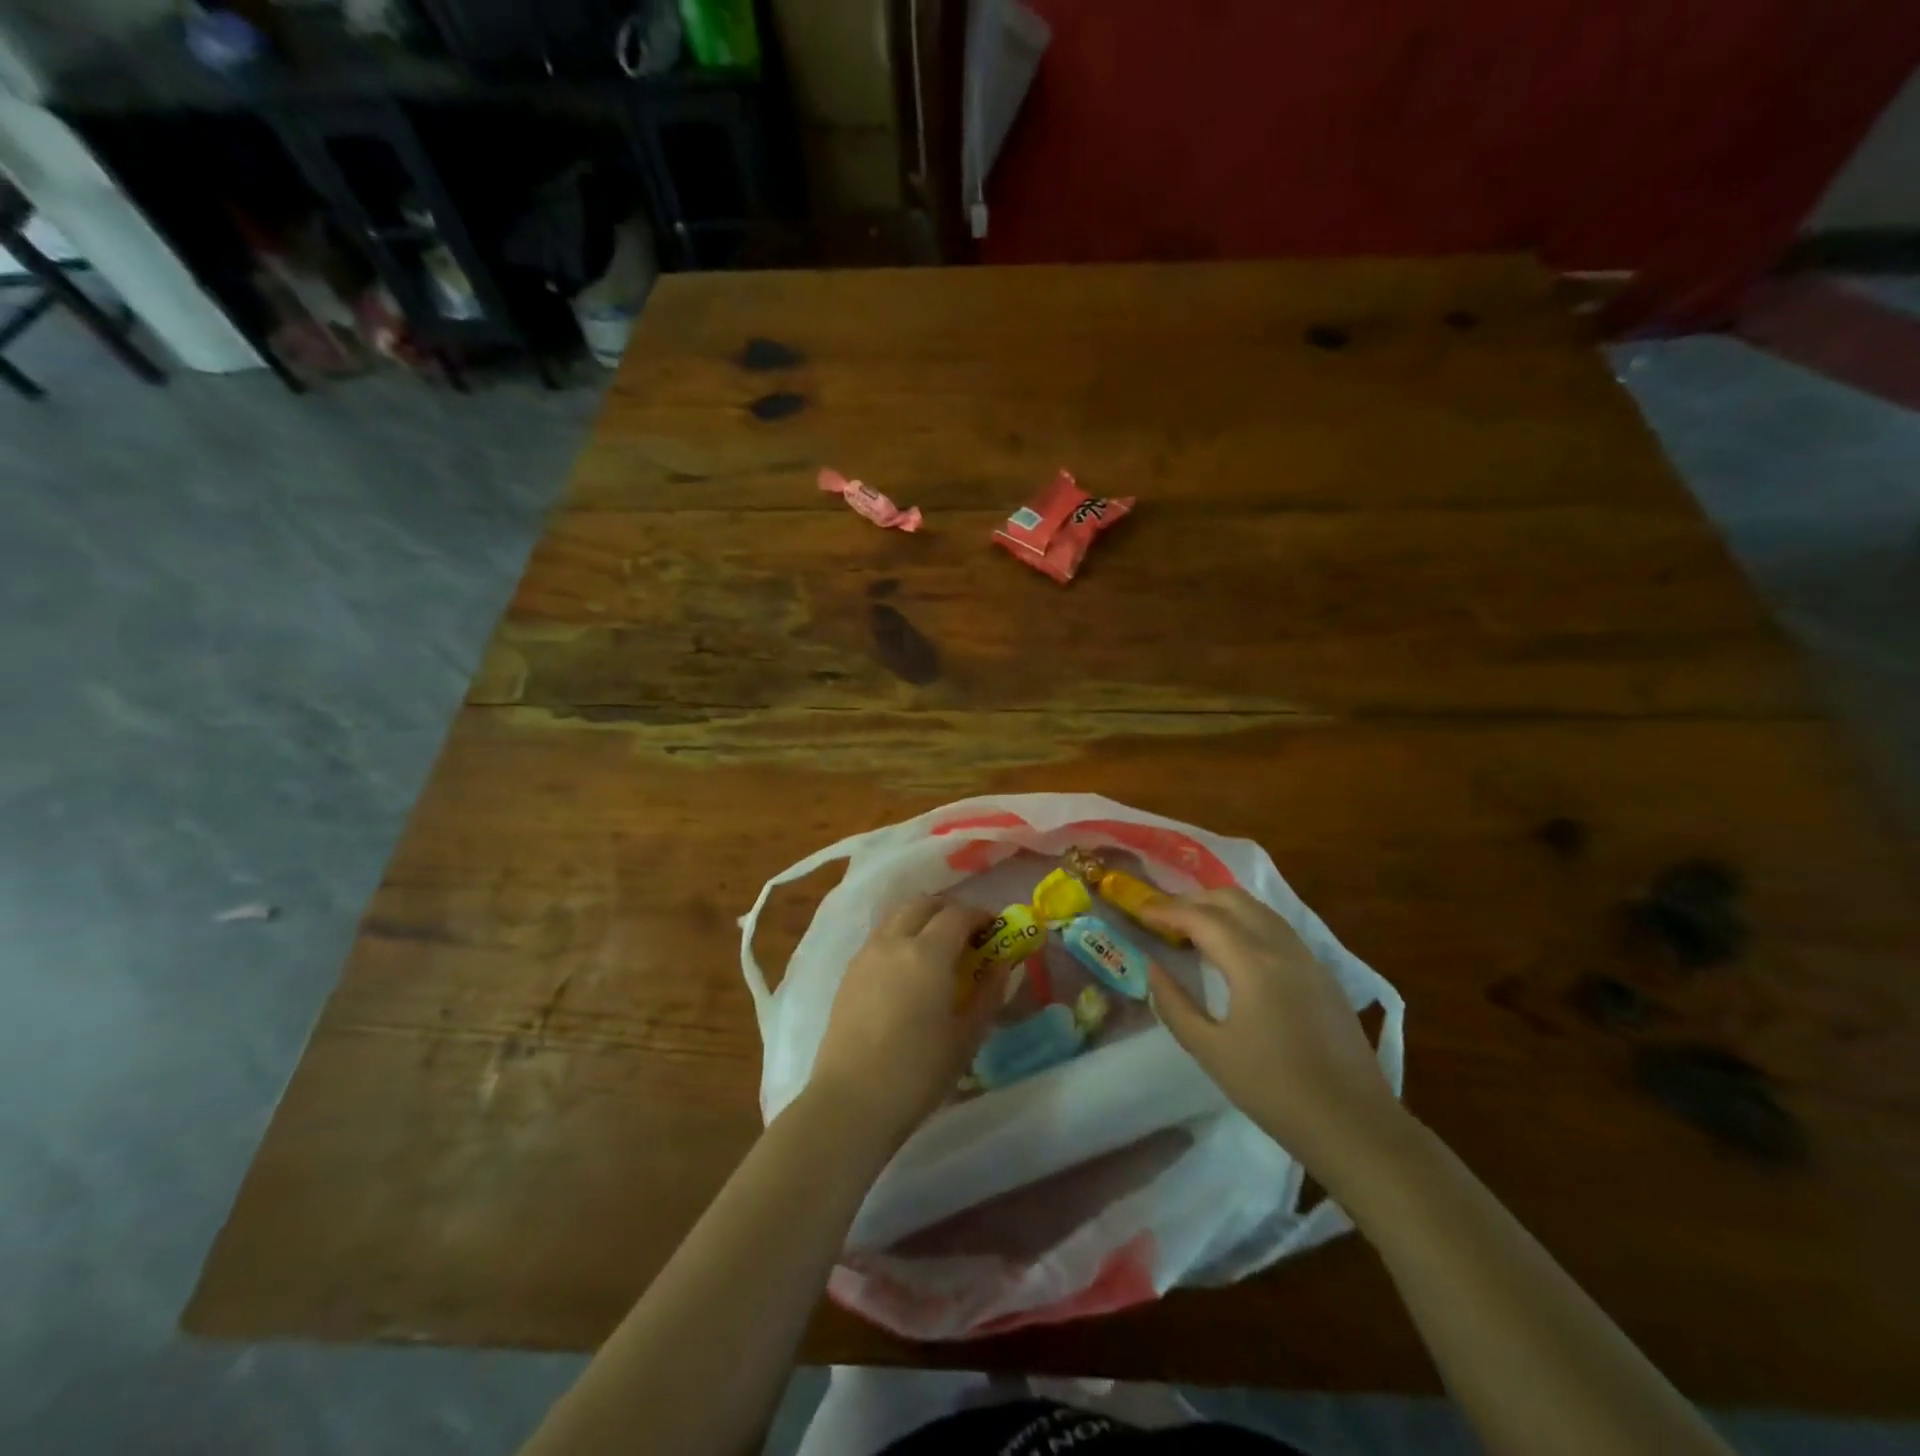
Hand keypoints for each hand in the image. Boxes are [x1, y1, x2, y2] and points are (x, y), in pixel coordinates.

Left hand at [805, 896, 1005, 1151]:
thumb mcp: (966, 1037)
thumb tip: (1001, 965)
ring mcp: (866, 955)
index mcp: (927, 953)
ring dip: (921, 920)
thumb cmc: (918, 1072)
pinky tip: (908, 971)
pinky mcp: (848, 973)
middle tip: (966, 935)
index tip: (994, 929)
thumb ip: (988, 994)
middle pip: (923, 904)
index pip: (958, 914)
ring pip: (896, 917)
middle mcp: (894, 942)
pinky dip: (899, 938)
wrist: (851, 1101)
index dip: (980, 916)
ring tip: (936, 950)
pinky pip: (879, 938)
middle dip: (948, 910)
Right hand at [1142, 889, 1400, 1170]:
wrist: (1355, 1125)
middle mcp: (1282, 947)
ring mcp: (1308, 958)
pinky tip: (1234, 948)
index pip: (1201, 917)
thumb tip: (1152, 968)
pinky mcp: (1323, 974)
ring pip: (1258, 909)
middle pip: (1232, 899)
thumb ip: (1174, 1004)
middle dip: (1193, 899)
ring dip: (1221, 907)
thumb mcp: (1210, 1051)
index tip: (1140, 911)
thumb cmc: (1274, 1091)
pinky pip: (1277, 928)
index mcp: (1252, 963)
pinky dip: (1246, 922)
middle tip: (1163, 915)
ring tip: (1193, 926)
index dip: (1166, 910)